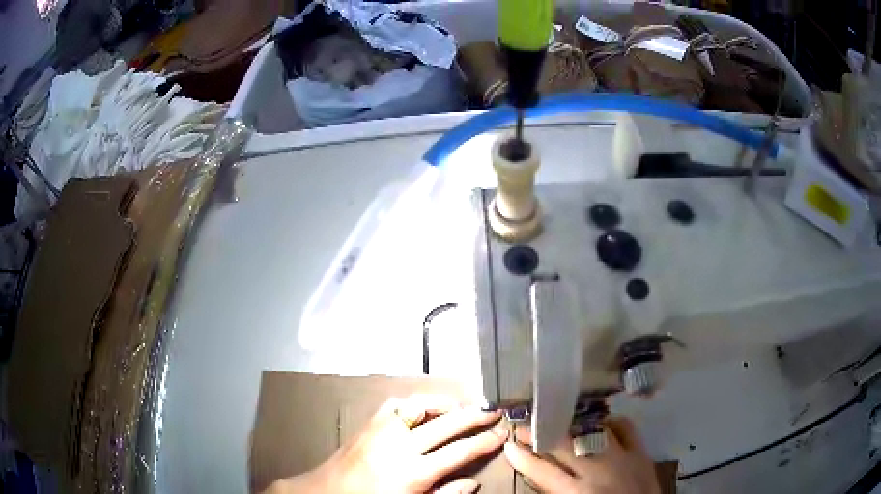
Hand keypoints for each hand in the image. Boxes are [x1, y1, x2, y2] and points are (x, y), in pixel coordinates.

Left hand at [265, 395, 507, 493]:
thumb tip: (473, 481)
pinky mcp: (368, 424)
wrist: (327, 493)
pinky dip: (415, 403)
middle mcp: (400, 446)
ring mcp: (382, 431)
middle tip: (494, 412)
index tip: (502, 433)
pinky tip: (425, 408)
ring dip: (446, 404)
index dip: (484, 441)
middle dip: (474, 417)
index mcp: (413, 472)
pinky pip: (396, 405)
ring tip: (464, 406)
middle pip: (446, 425)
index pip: (459, 452)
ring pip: (422, 407)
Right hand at [503, 417, 659, 493]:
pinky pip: (625, 427)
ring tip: (559, 417)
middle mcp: (596, 472)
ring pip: (593, 431)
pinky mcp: (641, 451)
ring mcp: (621, 458)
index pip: (542, 471)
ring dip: (574, 423)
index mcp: (576, 493)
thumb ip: (557, 490)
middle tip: (526, 423)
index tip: (509, 444)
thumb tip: (539, 472)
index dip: (523, 457)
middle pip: (564, 446)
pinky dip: (612, 422)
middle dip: (541, 433)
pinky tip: (601, 422)